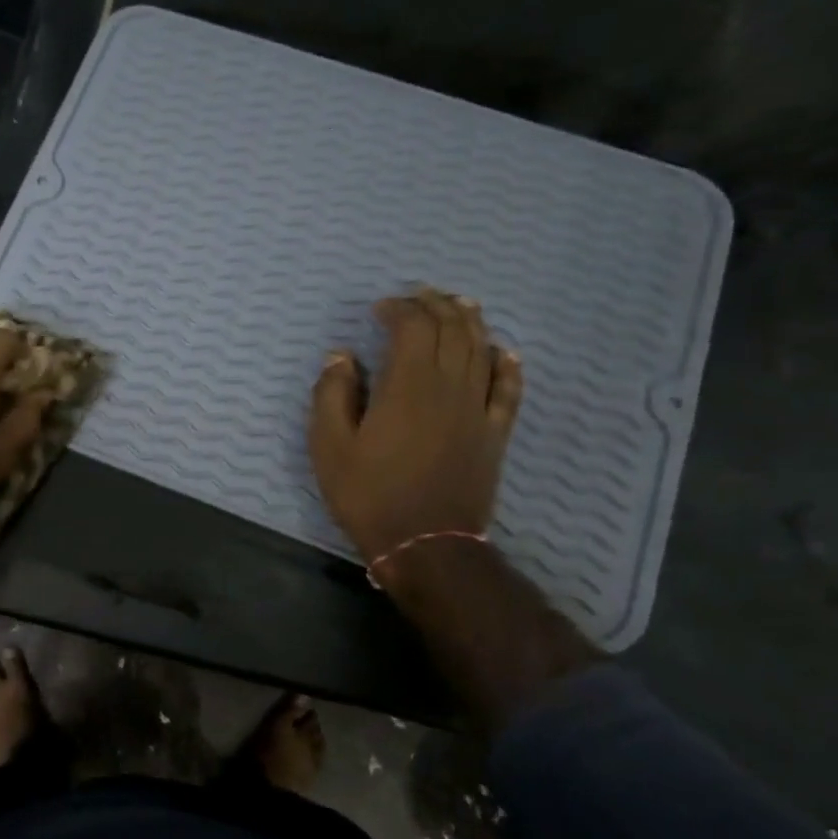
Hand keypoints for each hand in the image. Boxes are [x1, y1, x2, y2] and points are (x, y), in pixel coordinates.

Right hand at [308, 288, 522, 566]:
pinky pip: (508, 389)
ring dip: (471, 322)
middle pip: (452, 330)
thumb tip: (340, 357)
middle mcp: (449, 387)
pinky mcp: (494, 433)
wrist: (425, 542)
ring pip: (481, 351)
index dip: (399, 309)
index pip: (413, 328)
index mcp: (407, 386)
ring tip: (460, 305)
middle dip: (436, 306)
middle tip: (420, 295)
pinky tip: (502, 352)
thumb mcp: (329, 446)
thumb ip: (332, 394)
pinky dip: (506, 365)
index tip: (380, 309)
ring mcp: (478, 409)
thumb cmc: (369, 493)